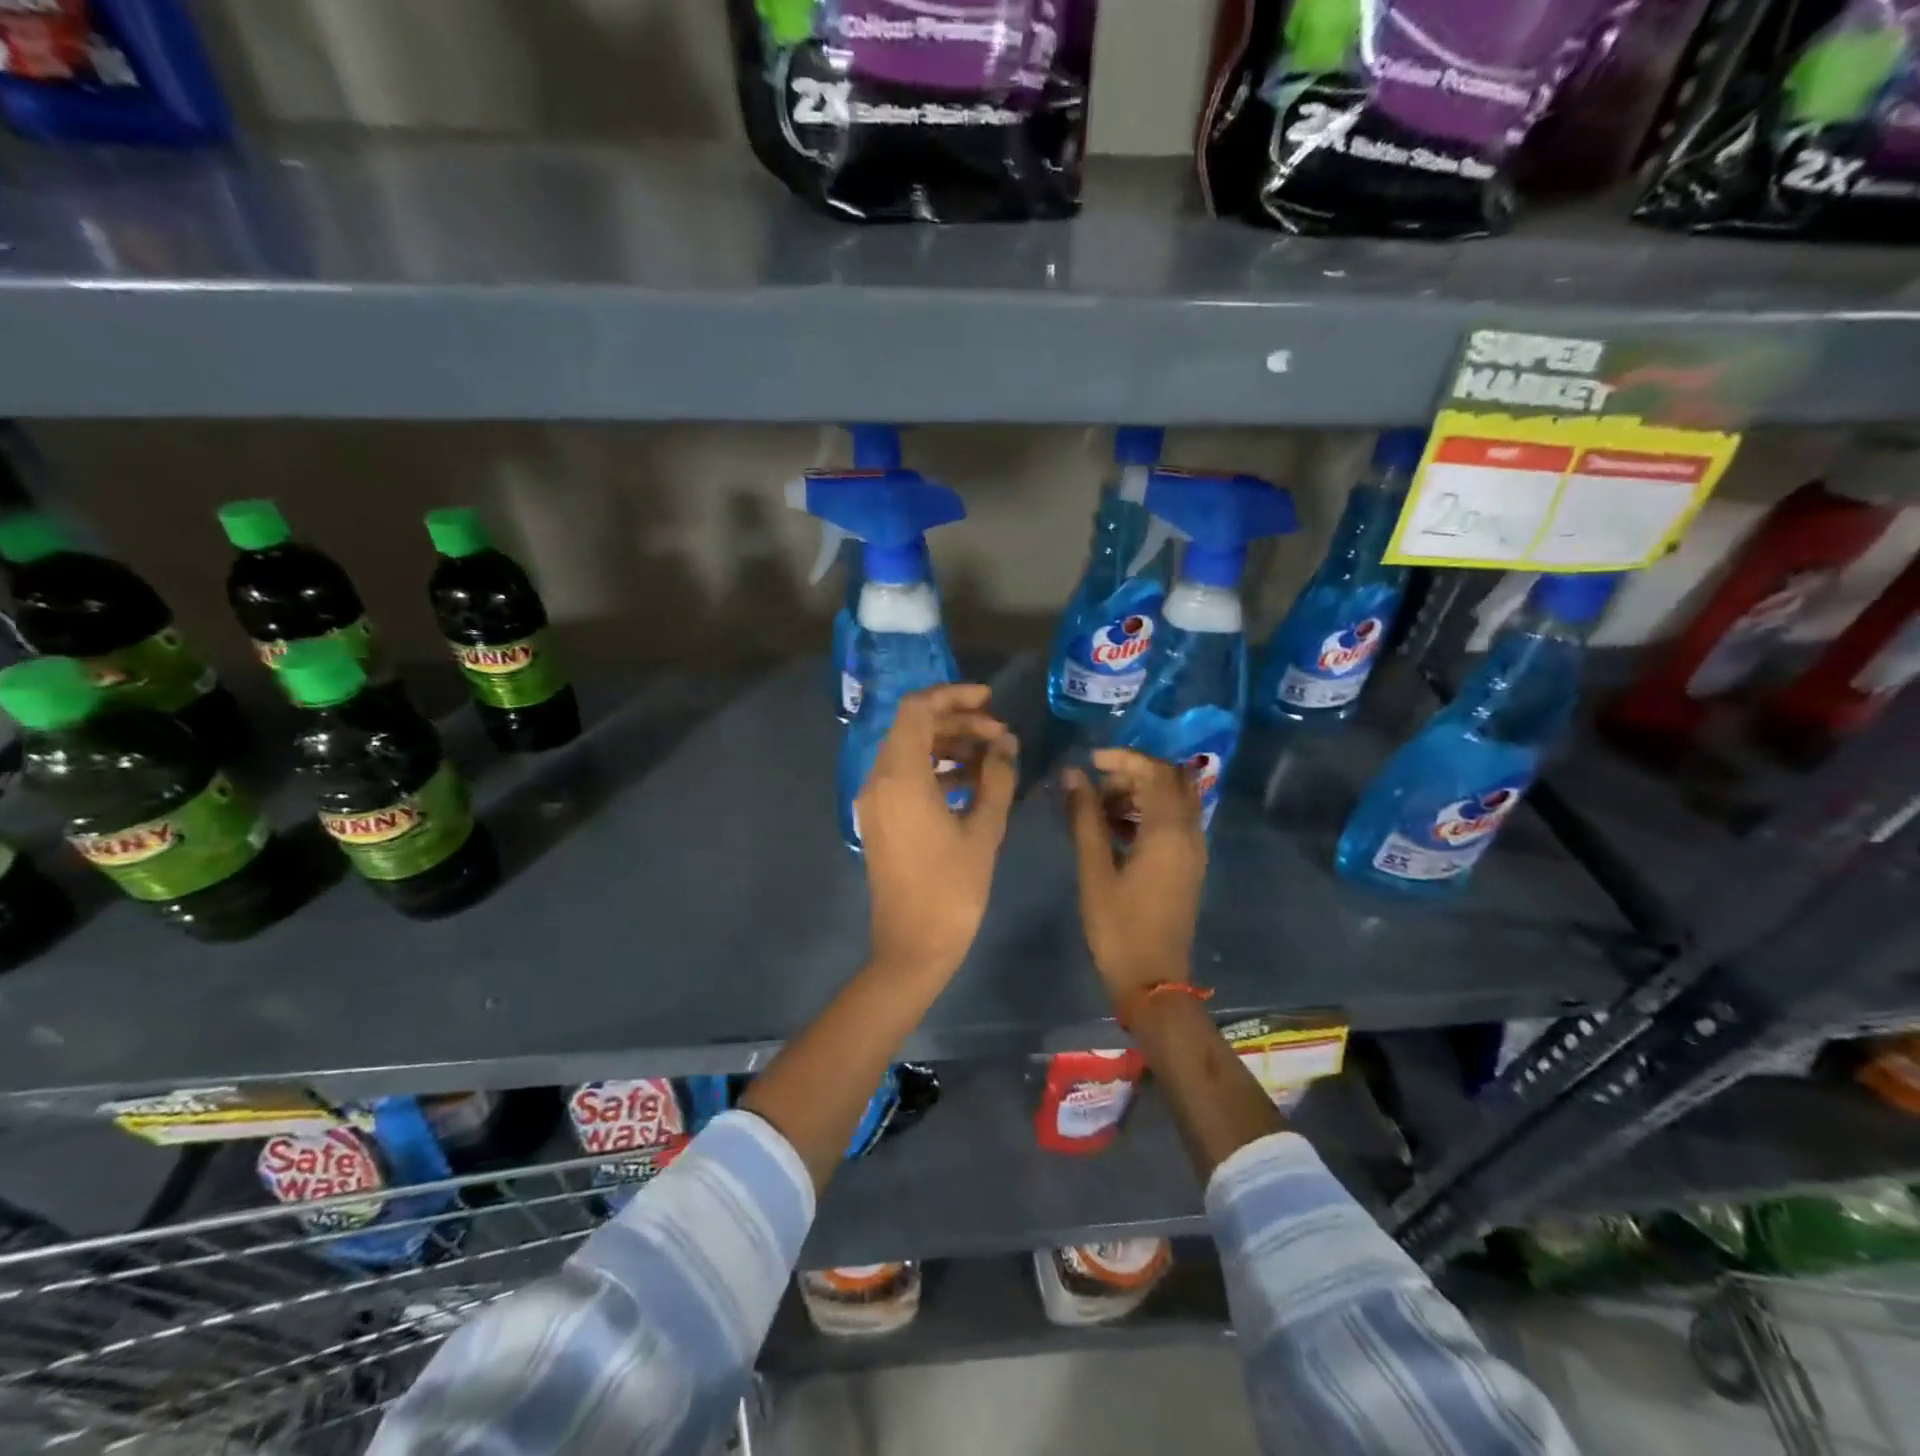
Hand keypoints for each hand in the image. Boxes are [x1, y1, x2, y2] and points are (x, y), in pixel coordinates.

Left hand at [858, 684, 1017, 981]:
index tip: (990, 700)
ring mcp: (875, 801)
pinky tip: (971, 783)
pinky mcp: (880, 819)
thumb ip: (997, 778)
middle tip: (999, 733)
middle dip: (957, 722)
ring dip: (948, 746)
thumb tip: (1005, 744)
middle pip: (913, 727)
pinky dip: (935, 770)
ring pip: (909, 752)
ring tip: (992, 758)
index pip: (917, 709)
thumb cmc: (952, 889)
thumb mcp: (984, 830)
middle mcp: (878, 780)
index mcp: (900, 776)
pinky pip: (905, 778)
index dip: (953, 695)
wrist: (913, 946)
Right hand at [1064, 749, 1206, 1008]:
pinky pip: (1174, 822)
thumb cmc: (1118, 926)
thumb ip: (1085, 817)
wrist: (1153, 981)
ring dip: (1139, 793)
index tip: (1090, 761)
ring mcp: (1193, 850)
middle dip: (1133, 773)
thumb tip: (1072, 774)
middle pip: (1170, 780)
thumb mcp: (1094, 869)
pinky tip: (1115, 831)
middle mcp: (1189, 833)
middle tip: (1096, 785)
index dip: (1123, 758)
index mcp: (1169, 831)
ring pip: (1173, 801)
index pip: (1155, 771)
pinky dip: (1148, 814)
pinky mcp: (1188, 865)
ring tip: (1099, 810)